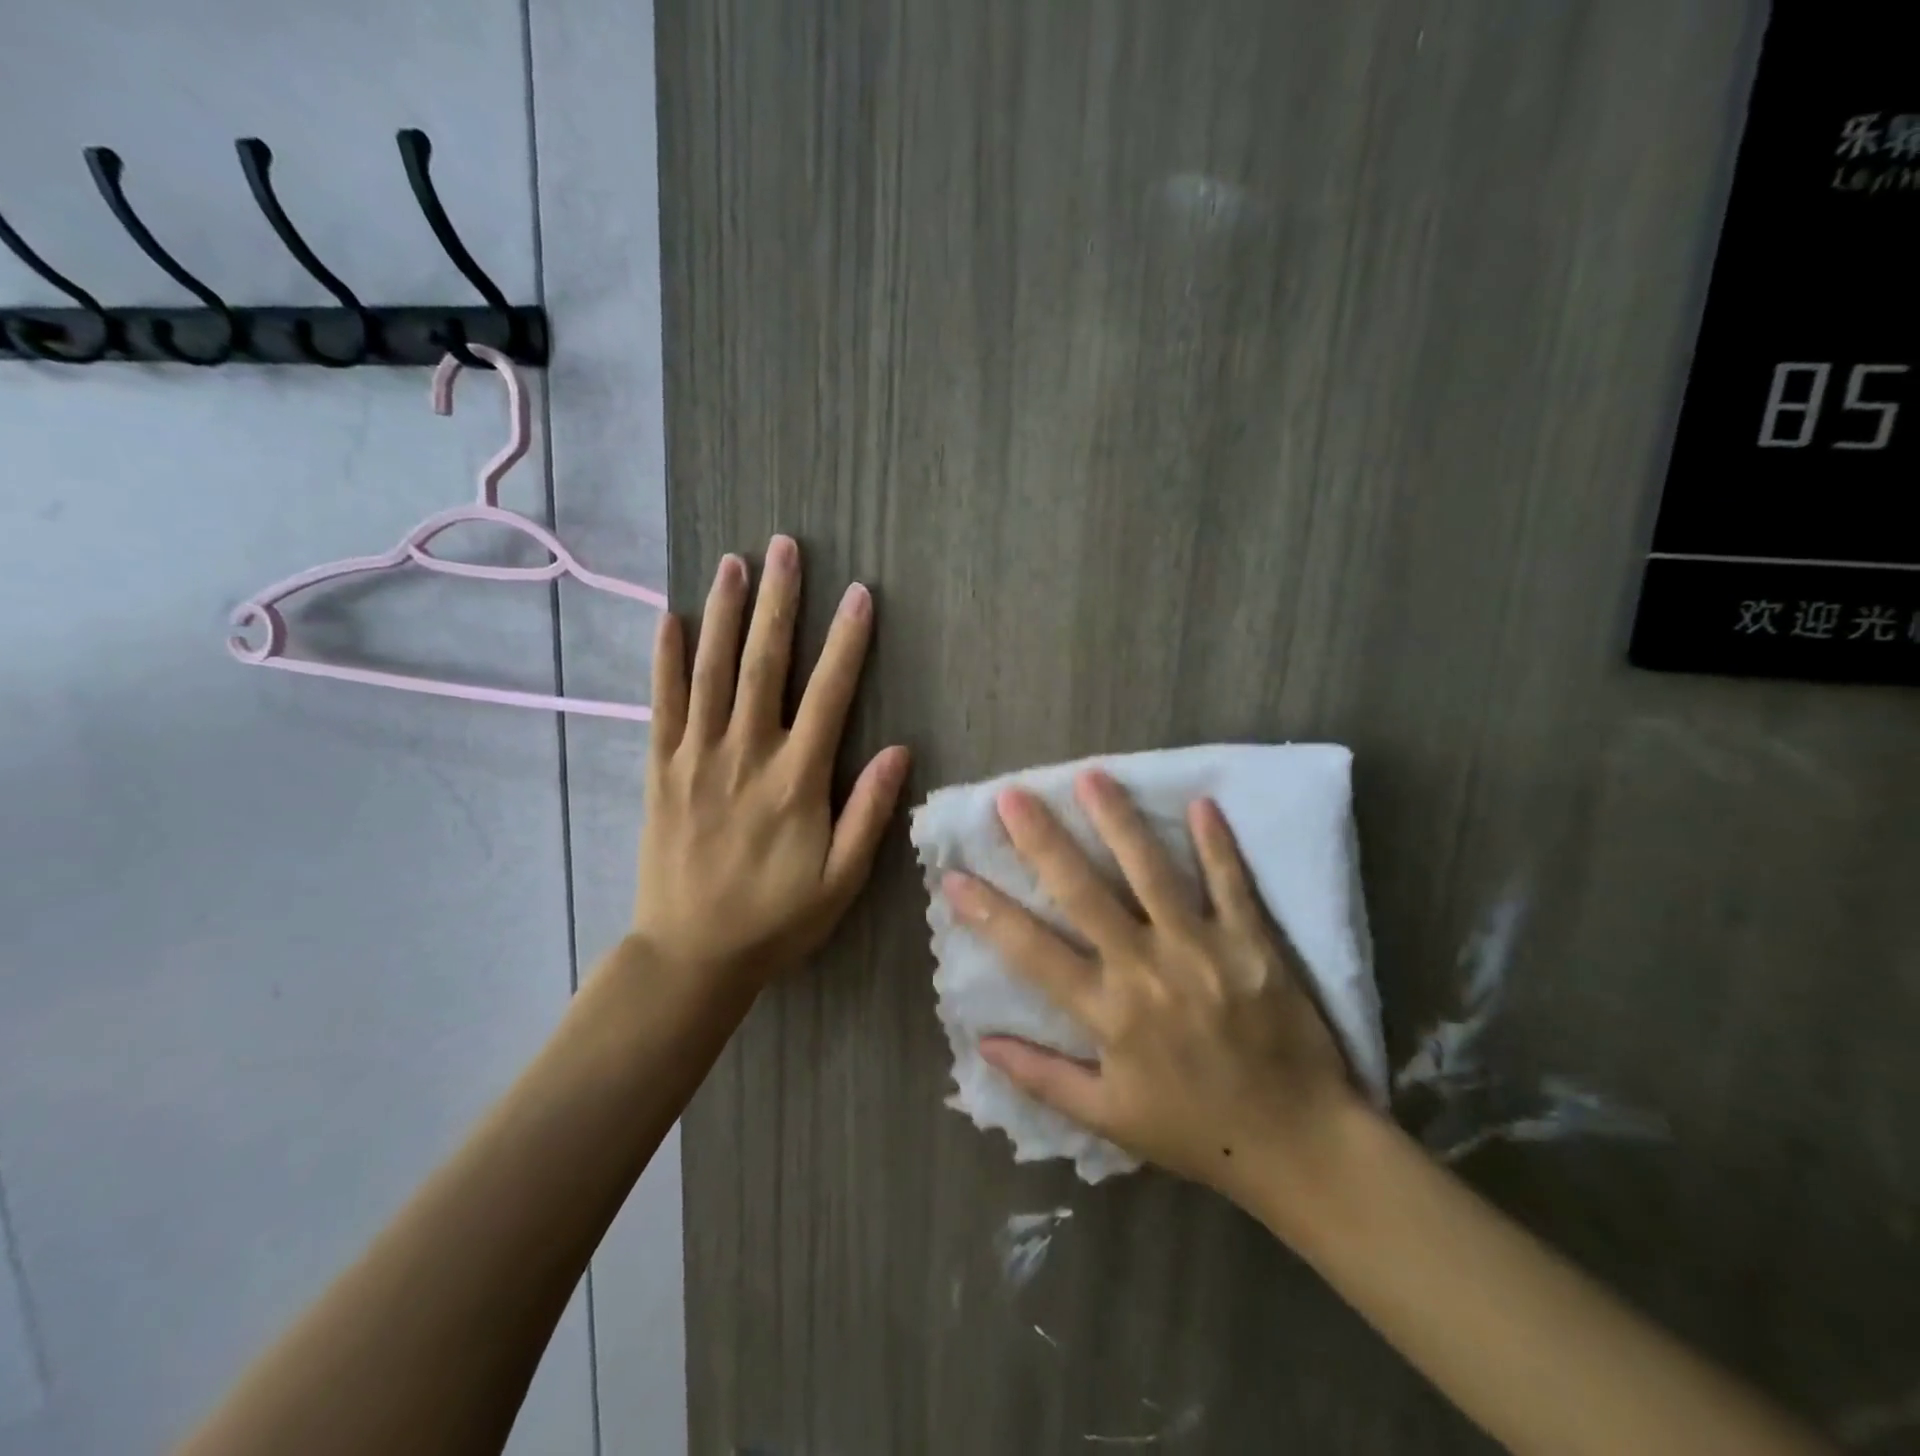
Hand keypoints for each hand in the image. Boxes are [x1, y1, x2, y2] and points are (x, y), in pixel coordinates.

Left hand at [631, 536, 909, 988]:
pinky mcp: (661, 771)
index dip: (847, 641)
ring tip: (734, 563)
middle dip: (778, 603)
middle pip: (765, 664)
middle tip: (785, 548)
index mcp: (797, 780)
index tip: (858, 593)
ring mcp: (697, 759)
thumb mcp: (842, 881)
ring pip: (712, 672)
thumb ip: (869, 813)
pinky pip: (662, 706)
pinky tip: (670, 618)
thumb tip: (900, 750)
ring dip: (725, 614)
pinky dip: (666, 660)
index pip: (829, 694)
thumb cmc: (776, 919)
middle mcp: (746, 755)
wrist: (690, 956)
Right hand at [944, 771, 1359, 1193]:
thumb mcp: (1109, 1118)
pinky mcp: (1254, 943)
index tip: (953, 876)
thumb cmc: (1196, 1131)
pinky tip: (1201, 802)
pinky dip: (1217, 844)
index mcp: (1108, 1014)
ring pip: (1152, 874)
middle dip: (1042, 841)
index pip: (1032, 952)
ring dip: (1119, 821)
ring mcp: (1203, 950)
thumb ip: (1042, 1078)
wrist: (1300, 1145)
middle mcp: (1147, 971)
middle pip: (1084, 894)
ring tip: (1091, 775)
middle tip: (1012, 795)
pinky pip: (1231, 884)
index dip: (988, 913)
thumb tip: (981, 1043)